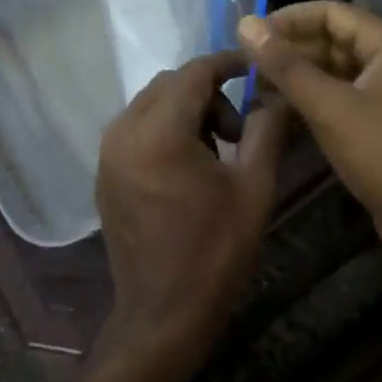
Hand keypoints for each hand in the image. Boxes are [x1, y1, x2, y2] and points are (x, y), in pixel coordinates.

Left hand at [96, 51, 287, 376]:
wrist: (162, 317)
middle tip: (240, 128)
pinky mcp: (105, 172)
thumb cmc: (215, 252)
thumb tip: (277, 93)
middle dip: (208, 92)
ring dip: (187, 110)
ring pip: (152, 103)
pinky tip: (188, 165)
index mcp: (159, 132)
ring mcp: (108, 153)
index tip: (254, 66)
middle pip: (171, 84)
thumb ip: (266, 129)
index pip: (194, 73)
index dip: (227, 63)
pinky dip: (165, 128)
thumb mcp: (254, 187)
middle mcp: (124, 132)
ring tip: (218, 151)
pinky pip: (137, 127)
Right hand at [238, 4, 381, 251]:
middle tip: (249, 63)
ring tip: (257, 85)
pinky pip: (340, 92)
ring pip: (334, 67)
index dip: (290, 19)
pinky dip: (312, 95)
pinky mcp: (380, 117)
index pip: (331, 12)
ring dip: (298, 73)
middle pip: (332, 38)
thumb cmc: (381, 151)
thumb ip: (285, 65)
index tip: (253, 34)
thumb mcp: (328, 106)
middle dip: (291, 48)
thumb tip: (246, 24)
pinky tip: (281, 107)